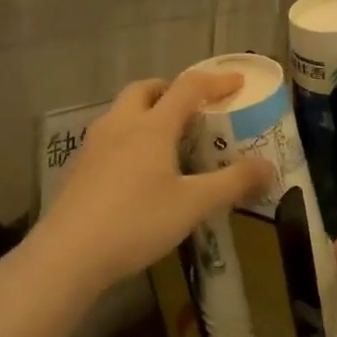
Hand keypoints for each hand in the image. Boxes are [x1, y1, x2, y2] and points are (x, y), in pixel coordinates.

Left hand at [33, 72, 271, 292]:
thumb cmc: (136, 222)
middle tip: (193, 108)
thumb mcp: (193, 205)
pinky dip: (130, 137)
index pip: (188, 88)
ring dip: (147, 112)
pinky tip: (137, 170)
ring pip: (122, 112)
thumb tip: (269, 167)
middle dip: (172, 90)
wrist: (67, 255)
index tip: (238, 83)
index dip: (216, 81)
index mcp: (152, 126)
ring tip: (167, 139)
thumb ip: (233, 183)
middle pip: (146, 90)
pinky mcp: (79, 169)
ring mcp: (94, 146)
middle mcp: (121, 126)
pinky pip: (109, 137)